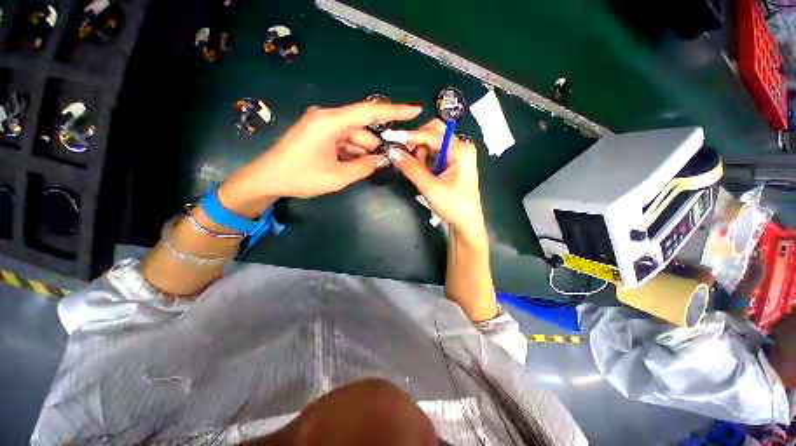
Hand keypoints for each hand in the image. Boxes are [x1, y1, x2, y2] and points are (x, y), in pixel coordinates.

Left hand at [218, 102, 421, 216]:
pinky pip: (344, 142)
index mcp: (331, 121)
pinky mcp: (320, 135)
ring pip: (354, 138)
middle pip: (362, 130)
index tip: (415, 110)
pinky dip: (351, 154)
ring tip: (363, 170)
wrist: (267, 179)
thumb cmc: (301, 177)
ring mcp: (323, 126)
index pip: (370, 112)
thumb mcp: (338, 176)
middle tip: (386, 164)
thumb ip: (364, 167)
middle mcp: (328, 118)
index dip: (395, 111)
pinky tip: (351, 167)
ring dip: (362, 153)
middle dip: (374, 147)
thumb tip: (382, 160)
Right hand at [390, 119, 487, 243]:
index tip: (391, 138)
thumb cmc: (452, 205)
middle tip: (404, 156)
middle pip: (434, 133)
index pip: (432, 134)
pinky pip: (434, 155)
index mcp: (461, 149)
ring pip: (432, 144)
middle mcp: (461, 147)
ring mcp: (457, 156)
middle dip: (417, 143)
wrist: (465, 224)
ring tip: (419, 173)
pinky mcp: (452, 164)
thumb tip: (392, 151)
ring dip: (420, 155)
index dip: (411, 136)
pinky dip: (424, 161)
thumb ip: (410, 168)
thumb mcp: (429, 187)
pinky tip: (422, 174)